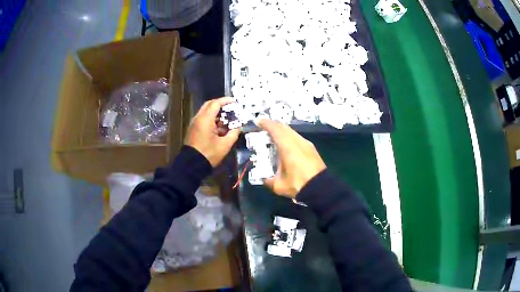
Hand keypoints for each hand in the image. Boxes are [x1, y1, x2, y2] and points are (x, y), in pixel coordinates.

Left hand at [185, 97, 239, 166]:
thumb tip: (238, 127)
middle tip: (230, 108)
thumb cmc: (209, 154)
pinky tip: (219, 127)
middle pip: (209, 105)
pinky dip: (211, 119)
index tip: (234, 101)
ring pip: (205, 112)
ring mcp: (194, 124)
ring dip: (216, 113)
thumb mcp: (225, 145)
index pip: (216, 103)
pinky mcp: (193, 130)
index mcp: (205, 119)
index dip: (226, 101)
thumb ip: (233, 133)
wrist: (192, 165)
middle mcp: (198, 118)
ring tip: (227, 119)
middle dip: (220, 104)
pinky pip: (203, 119)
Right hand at [258, 119, 326, 197]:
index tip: (258, 121)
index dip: (266, 123)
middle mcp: (297, 141)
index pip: (275, 129)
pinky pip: (297, 137)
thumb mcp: (279, 185)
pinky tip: (286, 145)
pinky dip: (289, 137)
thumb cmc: (298, 185)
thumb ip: (268, 180)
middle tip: (264, 127)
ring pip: (292, 132)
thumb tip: (264, 179)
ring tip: (274, 136)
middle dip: (273, 125)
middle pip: (284, 127)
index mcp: (288, 147)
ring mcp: (306, 144)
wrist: (320, 188)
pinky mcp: (311, 149)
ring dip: (282, 131)